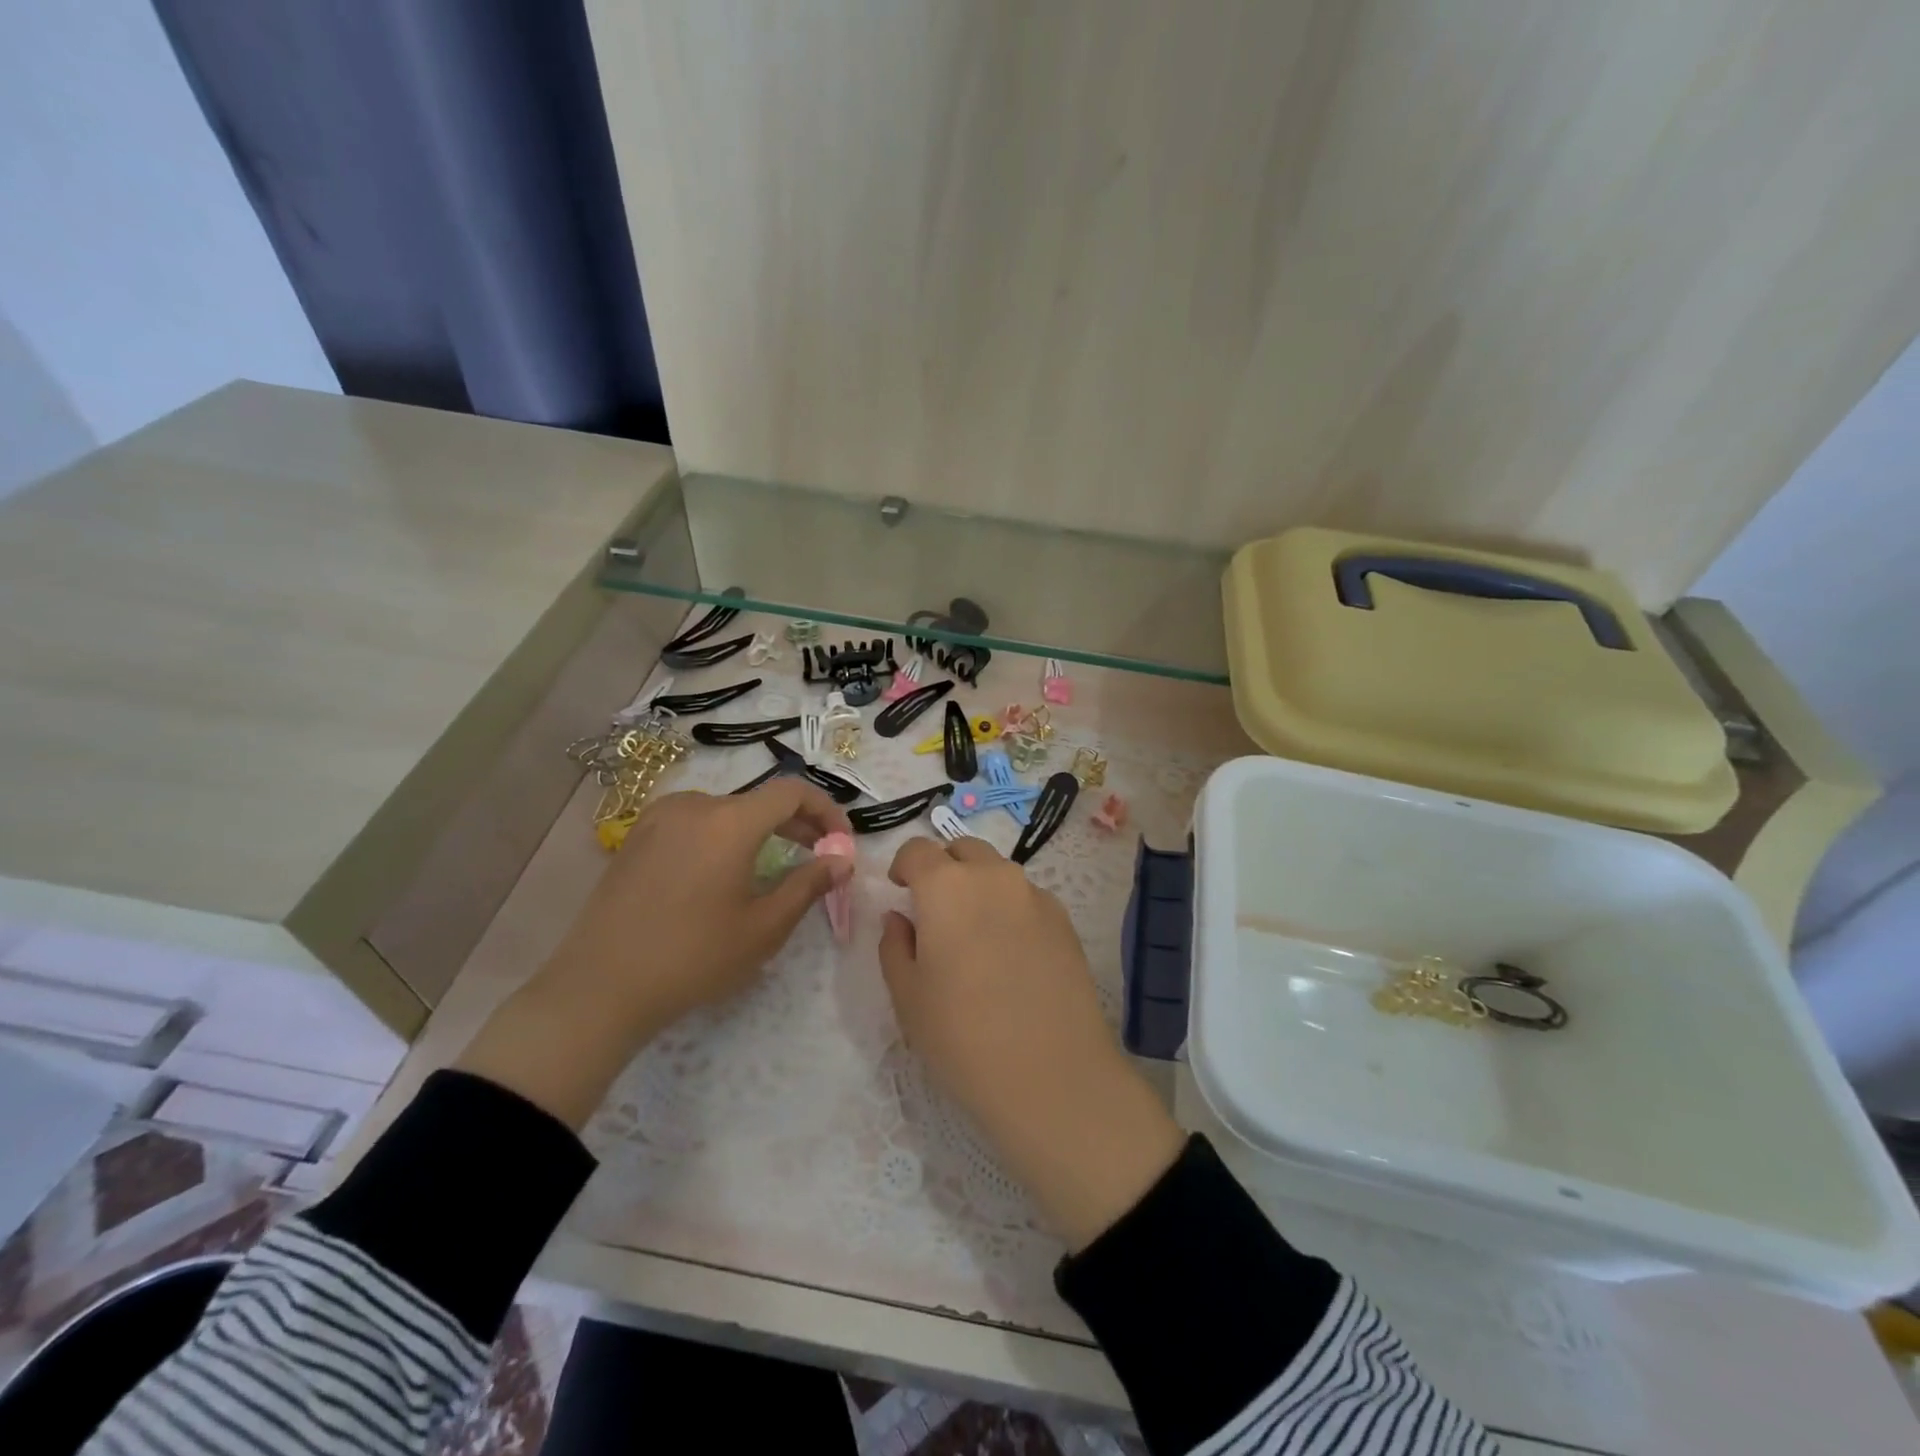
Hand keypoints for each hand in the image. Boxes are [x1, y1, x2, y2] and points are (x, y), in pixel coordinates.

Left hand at [458, 780, 849, 1126]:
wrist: (599, 988)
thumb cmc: (693, 958)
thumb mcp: (764, 927)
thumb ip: (809, 884)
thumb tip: (842, 860)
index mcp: (728, 821)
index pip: (792, 792)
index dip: (826, 810)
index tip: (841, 842)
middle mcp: (694, 805)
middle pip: (759, 800)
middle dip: (797, 823)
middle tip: (819, 855)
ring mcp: (659, 818)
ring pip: (727, 811)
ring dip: (760, 830)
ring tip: (774, 865)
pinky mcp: (638, 837)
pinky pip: (695, 822)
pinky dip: (724, 835)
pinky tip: (724, 871)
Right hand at [879, 836, 1183, 1249]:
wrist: (1052, 1075)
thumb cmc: (962, 1036)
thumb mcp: (908, 996)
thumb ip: (895, 945)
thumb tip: (900, 918)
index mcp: (947, 886)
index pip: (917, 850)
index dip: (903, 865)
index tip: (899, 891)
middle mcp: (994, 877)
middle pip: (963, 850)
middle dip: (943, 868)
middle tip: (934, 910)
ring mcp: (1035, 896)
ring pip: (998, 872)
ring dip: (979, 887)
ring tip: (974, 935)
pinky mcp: (1064, 921)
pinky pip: (1027, 898)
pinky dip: (1010, 909)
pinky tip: (1010, 956)